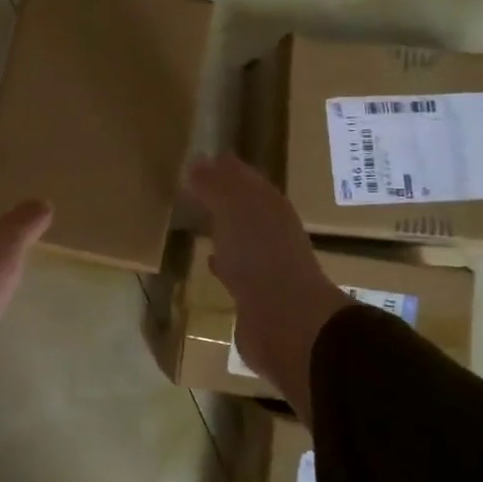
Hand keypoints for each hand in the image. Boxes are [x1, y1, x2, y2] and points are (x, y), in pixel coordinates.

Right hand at [184, 153, 349, 416]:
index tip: (204, 158)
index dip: (228, 168)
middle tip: (197, 186)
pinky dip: (223, 261)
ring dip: (224, 229)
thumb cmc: (260, 258)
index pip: (248, 179)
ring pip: (242, 238)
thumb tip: (198, 160)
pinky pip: (235, 270)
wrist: (285, 322)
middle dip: (226, 197)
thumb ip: (216, 186)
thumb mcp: (235, 211)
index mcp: (272, 208)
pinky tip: (210, 261)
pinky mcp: (255, 296)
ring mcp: (266, 265)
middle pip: (247, 207)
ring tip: (199, 219)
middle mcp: (273, 232)